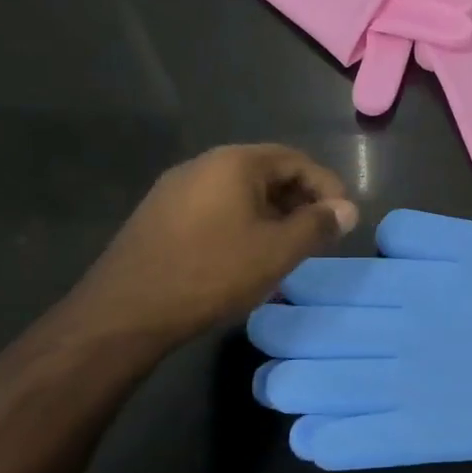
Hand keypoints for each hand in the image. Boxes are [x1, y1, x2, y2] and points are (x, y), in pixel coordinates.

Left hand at [60, 144, 356, 348]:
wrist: (124, 312)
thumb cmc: (211, 273)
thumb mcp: (277, 251)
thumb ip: (318, 225)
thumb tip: (347, 209)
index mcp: (234, 162)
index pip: (296, 160)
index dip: (327, 186)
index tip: (343, 218)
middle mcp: (203, 164)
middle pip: (267, 171)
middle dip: (300, 200)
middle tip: (319, 233)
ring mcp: (175, 188)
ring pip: (239, 191)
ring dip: (272, 213)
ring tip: (287, 246)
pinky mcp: (158, 215)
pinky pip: (215, 206)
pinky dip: (242, 221)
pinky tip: (245, 253)